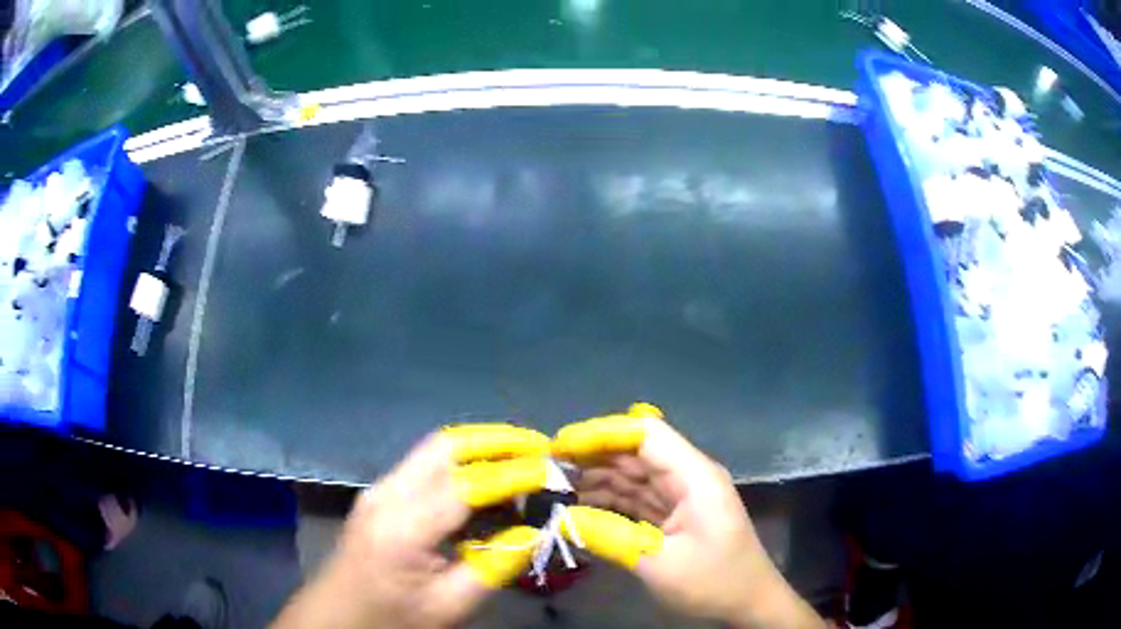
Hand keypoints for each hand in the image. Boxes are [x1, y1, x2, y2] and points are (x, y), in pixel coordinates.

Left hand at [272, 425, 549, 628]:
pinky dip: (462, 465)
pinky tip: (486, 484)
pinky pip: (426, 467)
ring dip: (480, 448)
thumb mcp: (449, 606)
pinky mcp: (379, 496)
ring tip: (522, 459)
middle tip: (539, 447)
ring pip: (435, 451)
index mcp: (402, 528)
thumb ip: (494, 566)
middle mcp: (387, 494)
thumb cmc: (392, 619)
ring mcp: (379, 490)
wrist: (337, 618)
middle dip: (496, 440)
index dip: (514, 473)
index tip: (552, 468)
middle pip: (445, 446)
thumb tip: (534, 529)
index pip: (467, 485)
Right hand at [554, 405, 825, 628]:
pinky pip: (637, 497)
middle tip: (547, 467)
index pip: (646, 434)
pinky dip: (609, 500)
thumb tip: (562, 517)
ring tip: (555, 486)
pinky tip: (580, 506)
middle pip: (636, 451)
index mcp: (694, 476)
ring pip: (633, 475)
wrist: (749, 603)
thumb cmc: (714, 582)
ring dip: (597, 478)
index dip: (602, 433)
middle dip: (592, 455)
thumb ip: (609, 537)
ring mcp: (682, 495)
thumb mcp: (659, 564)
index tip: (560, 445)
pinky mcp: (675, 514)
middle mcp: (688, 476)